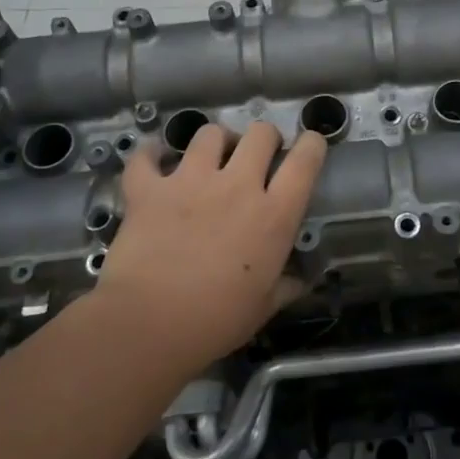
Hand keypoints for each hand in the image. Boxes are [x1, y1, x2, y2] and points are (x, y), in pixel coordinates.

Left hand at [90, 121, 325, 368]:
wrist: (148, 324)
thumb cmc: (215, 321)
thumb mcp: (264, 307)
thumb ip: (286, 286)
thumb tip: (301, 280)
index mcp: (274, 214)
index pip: (305, 161)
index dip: (312, 144)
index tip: (310, 144)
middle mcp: (237, 185)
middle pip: (260, 134)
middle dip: (263, 138)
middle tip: (256, 156)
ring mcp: (190, 181)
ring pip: (209, 134)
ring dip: (214, 141)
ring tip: (209, 157)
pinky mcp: (149, 188)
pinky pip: (147, 156)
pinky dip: (150, 153)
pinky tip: (153, 158)